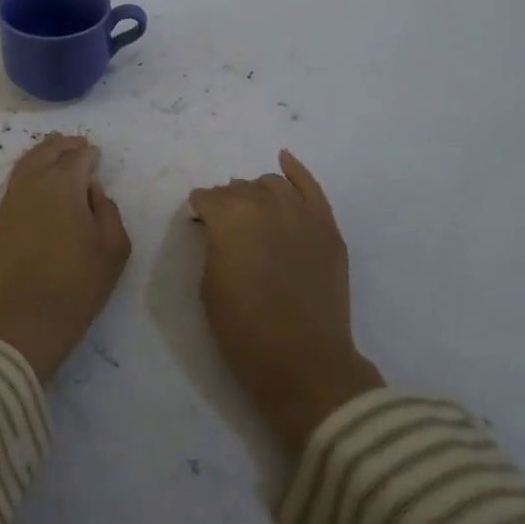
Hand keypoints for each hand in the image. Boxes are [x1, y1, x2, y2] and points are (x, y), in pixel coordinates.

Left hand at [0, 133, 130, 382]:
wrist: (22, 323)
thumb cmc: (76, 286)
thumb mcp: (113, 250)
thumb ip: (108, 210)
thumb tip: (92, 190)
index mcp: (63, 184)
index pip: (78, 157)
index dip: (89, 154)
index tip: (97, 155)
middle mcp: (32, 184)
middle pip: (47, 153)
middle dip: (64, 146)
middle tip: (77, 143)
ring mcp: (10, 201)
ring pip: (26, 164)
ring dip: (42, 154)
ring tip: (53, 150)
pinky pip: (14, 183)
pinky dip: (26, 172)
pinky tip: (34, 179)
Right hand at [190, 151, 383, 453]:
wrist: (304, 363)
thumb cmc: (245, 330)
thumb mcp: (209, 285)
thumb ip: (212, 245)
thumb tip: (217, 228)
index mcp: (230, 218)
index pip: (207, 198)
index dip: (200, 211)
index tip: (198, 224)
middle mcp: (265, 204)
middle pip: (239, 189)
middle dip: (227, 202)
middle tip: (225, 227)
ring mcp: (301, 213)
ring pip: (271, 184)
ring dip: (256, 193)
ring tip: (253, 212)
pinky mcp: (327, 227)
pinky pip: (310, 187)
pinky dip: (296, 171)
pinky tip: (285, 161)